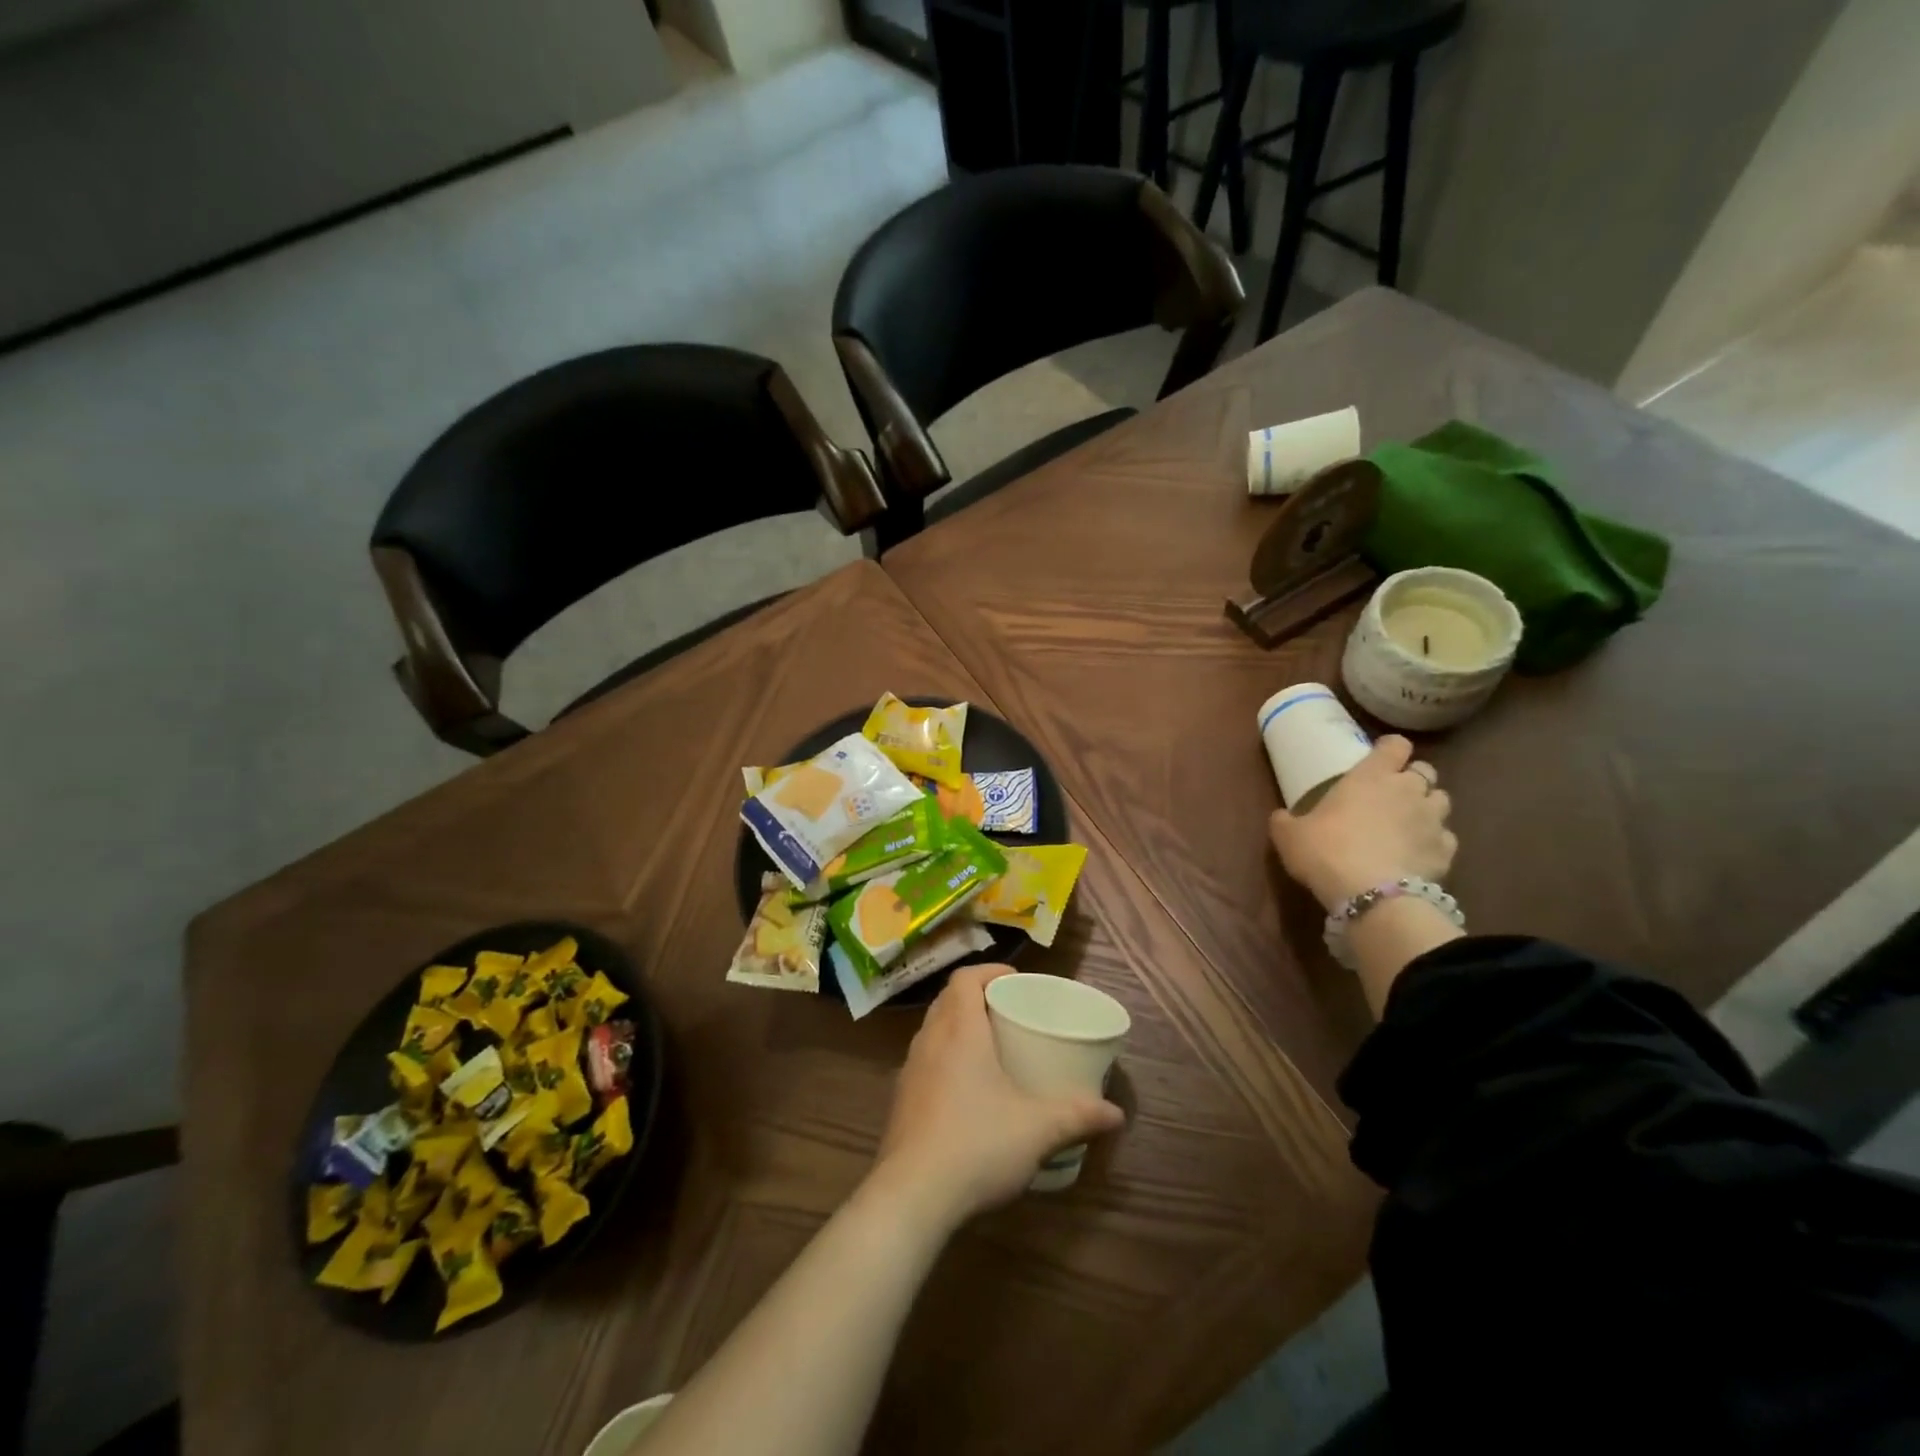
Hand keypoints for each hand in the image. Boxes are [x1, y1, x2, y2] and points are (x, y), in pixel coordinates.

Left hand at [868, 965, 1124, 1229]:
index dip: (988, 971)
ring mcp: (910, 1070)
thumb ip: (1077, 1116)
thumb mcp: (1037, 1130)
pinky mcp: (901, 1100)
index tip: (1014, 981)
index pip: (964, 978)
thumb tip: (1115, 1114)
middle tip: (1008, 1011)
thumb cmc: (977, 1144)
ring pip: (933, 1029)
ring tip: (989, 1046)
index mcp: (959, 1031)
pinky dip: (945, 1057)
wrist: (911, 1196)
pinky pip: (925, 1060)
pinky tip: (966, 1090)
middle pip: (948, 999)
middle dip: (976, 997)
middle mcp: (929, 1040)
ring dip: (958, 1026)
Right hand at [1269, 735, 1456, 911]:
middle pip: (1425, 770)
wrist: (1372, 896)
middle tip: (1391, 794)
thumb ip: (1286, 820)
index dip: (1389, 748)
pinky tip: (1418, 854)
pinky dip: (1435, 842)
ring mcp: (1433, 820)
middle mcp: (1409, 790)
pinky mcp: (1447, 852)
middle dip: (1412, 778)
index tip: (1379, 757)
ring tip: (1409, 823)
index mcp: (1371, 775)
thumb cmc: (1327, 851)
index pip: (1395, 744)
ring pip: (1442, 801)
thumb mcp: (1289, 835)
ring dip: (1427, 807)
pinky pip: (1446, 838)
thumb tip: (1281, 816)